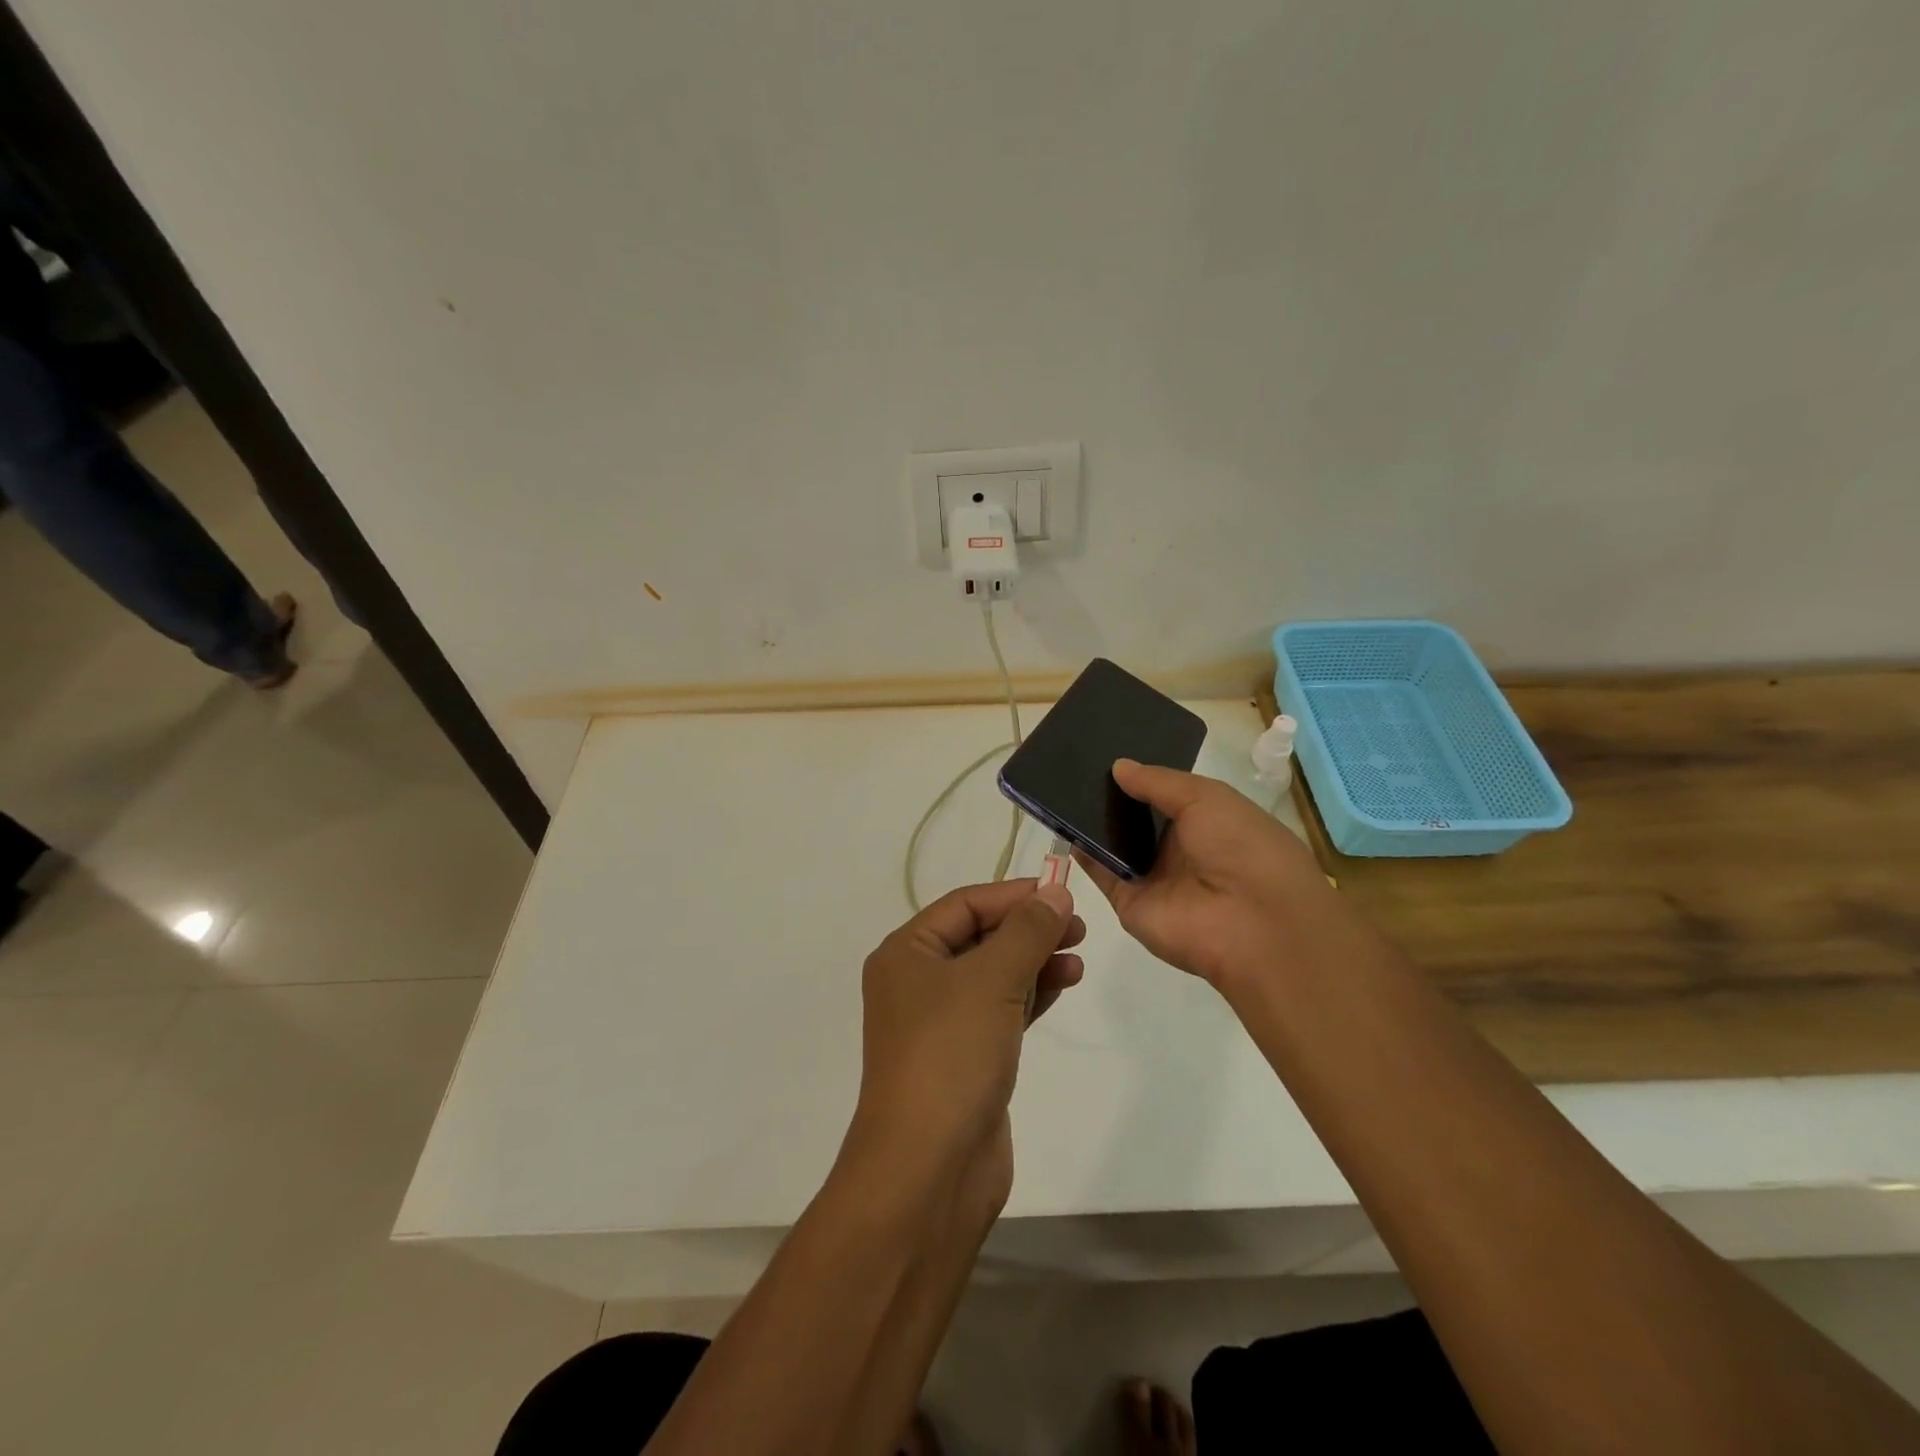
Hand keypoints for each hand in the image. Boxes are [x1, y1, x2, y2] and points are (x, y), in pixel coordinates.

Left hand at [849, 879, 1083, 1169]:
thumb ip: (1026, 931)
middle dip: (1028, 928)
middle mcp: (918, 982)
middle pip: (980, 937)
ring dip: (1034, 960)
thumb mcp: (991, 980)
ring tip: (1078, 956)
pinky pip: (1002, 1009)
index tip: (1062, 892)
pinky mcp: (965, 1057)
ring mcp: (941, 1022)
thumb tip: (1054, 892)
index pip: (965, 905)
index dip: (1014, 895)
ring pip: (994, 974)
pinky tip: (1064, 984)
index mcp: (906, 953)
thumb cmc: (951, 1055)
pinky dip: (1032, 994)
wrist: (929, 1168)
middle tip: (1078, 927)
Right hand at [1075, 759, 1333, 987]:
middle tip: (1071, 765)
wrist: (1252, 923)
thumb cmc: (1241, 846)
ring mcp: (1152, 878)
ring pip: (1114, 845)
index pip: (1165, 794)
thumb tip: (1118, 766)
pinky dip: (1082, 852)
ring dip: (1090, 821)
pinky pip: (1101, 872)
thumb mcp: (1206, 798)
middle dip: (1109, 796)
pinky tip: (1061, 824)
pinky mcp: (1129, 903)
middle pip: (1136, 818)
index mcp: (1206, 821)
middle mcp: (1178, 849)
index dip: (1139, 775)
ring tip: (1057, 787)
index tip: (1104, 751)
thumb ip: (1158, 782)